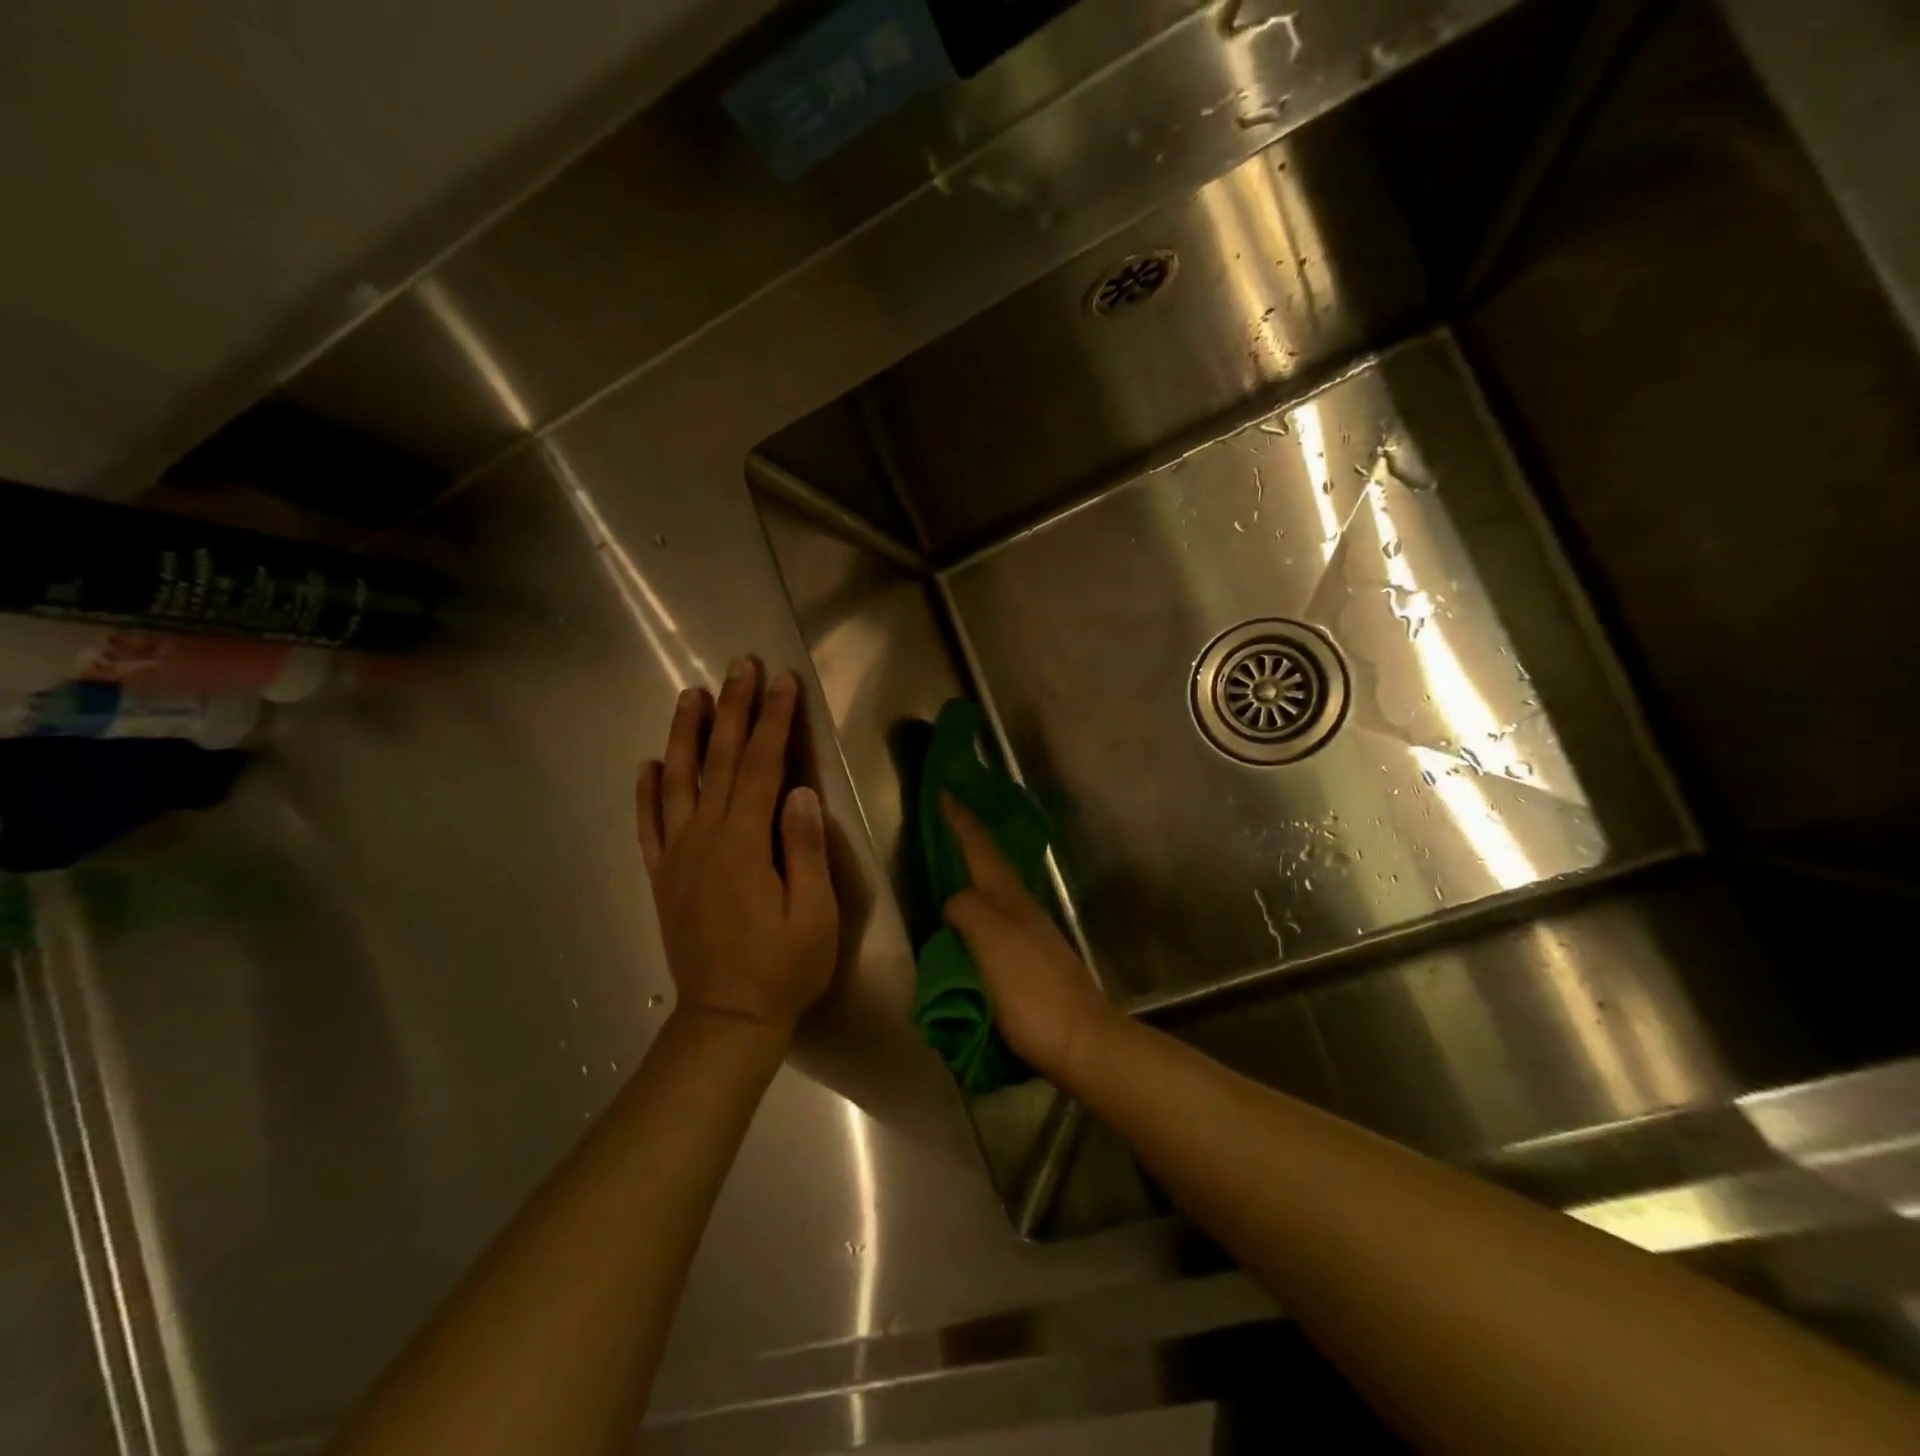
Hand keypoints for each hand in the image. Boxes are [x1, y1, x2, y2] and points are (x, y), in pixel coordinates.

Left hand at [637, 659, 837, 1034]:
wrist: (727, 1018)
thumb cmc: (784, 967)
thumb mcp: (815, 913)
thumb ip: (806, 850)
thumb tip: (802, 792)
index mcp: (744, 844)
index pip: (760, 766)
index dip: (773, 721)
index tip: (782, 682)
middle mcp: (704, 839)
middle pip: (718, 761)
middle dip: (733, 709)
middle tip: (739, 665)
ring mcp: (676, 856)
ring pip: (676, 782)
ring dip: (684, 734)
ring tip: (691, 694)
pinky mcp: (662, 876)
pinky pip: (648, 825)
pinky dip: (645, 792)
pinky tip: (646, 765)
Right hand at [939, 796, 1118, 1083]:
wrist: (1081, 1039)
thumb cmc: (1030, 990)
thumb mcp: (991, 943)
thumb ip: (967, 911)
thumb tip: (954, 903)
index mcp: (1009, 899)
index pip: (980, 850)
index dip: (962, 822)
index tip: (945, 794)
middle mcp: (1022, 908)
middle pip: (991, 865)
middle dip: (970, 841)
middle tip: (945, 825)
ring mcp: (1031, 934)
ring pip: (996, 891)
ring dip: (975, 873)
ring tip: (952, 869)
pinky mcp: (1033, 960)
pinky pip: (997, 921)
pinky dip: (980, 909)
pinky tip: (972, 923)